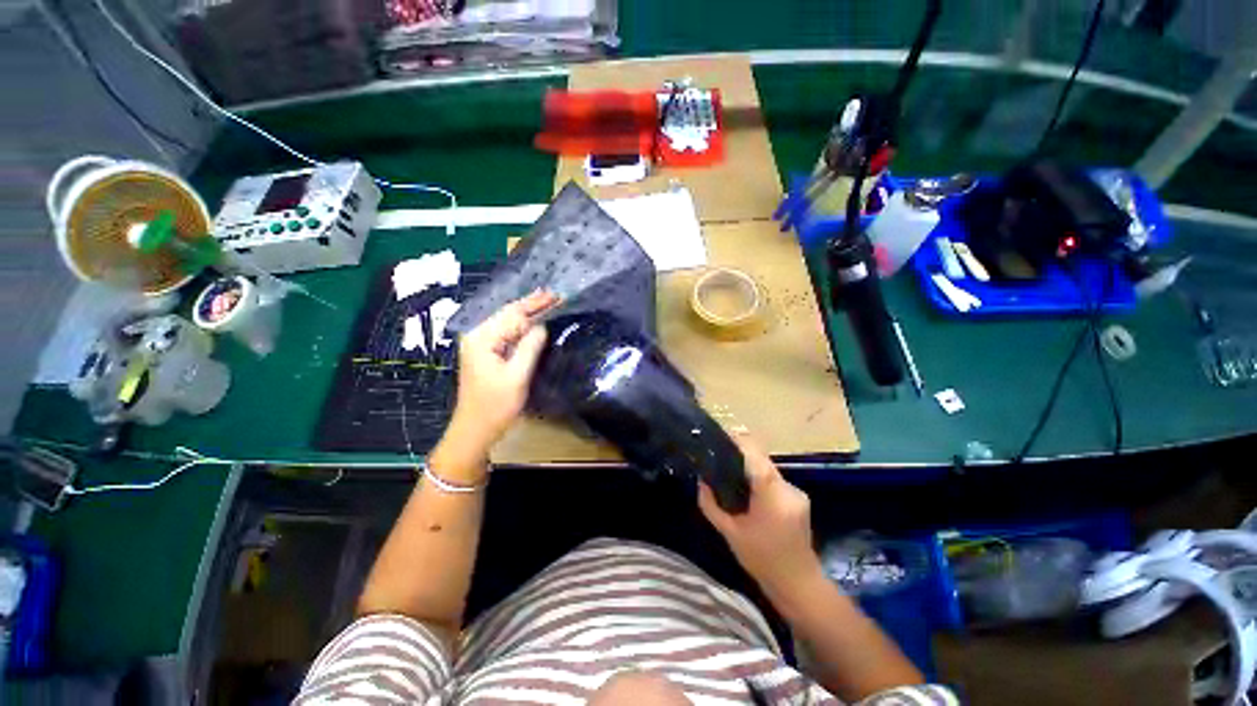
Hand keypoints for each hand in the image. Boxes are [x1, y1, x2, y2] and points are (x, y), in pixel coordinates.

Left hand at [449, 290, 558, 450]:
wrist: (475, 429)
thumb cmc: (495, 406)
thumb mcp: (517, 377)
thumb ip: (529, 348)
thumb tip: (542, 326)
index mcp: (482, 338)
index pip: (513, 315)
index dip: (535, 304)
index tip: (556, 296)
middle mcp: (477, 335)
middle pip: (508, 314)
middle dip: (532, 304)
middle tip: (555, 294)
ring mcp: (479, 343)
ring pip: (507, 321)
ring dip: (527, 312)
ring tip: (547, 301)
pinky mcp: (485, 352)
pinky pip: (505, 332)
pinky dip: (521, 324)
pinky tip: (533, 319)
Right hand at [698, 434, 821, 598]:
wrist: (799, 584)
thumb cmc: (762, 560)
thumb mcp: (730, 534)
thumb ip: (711, 506)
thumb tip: (701, 482)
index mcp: (772, 497)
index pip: (757, 460)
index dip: (740, 443)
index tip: (722, 433)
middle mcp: (788, 489)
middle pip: (762, 461)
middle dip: (741, 454)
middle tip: (719, 454)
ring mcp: (796, 493)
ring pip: (768, 469)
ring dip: (750, 467)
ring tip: (729, 471)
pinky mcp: (799, 498)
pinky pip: (774, 479)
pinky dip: (759, 478)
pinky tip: (747, 488)